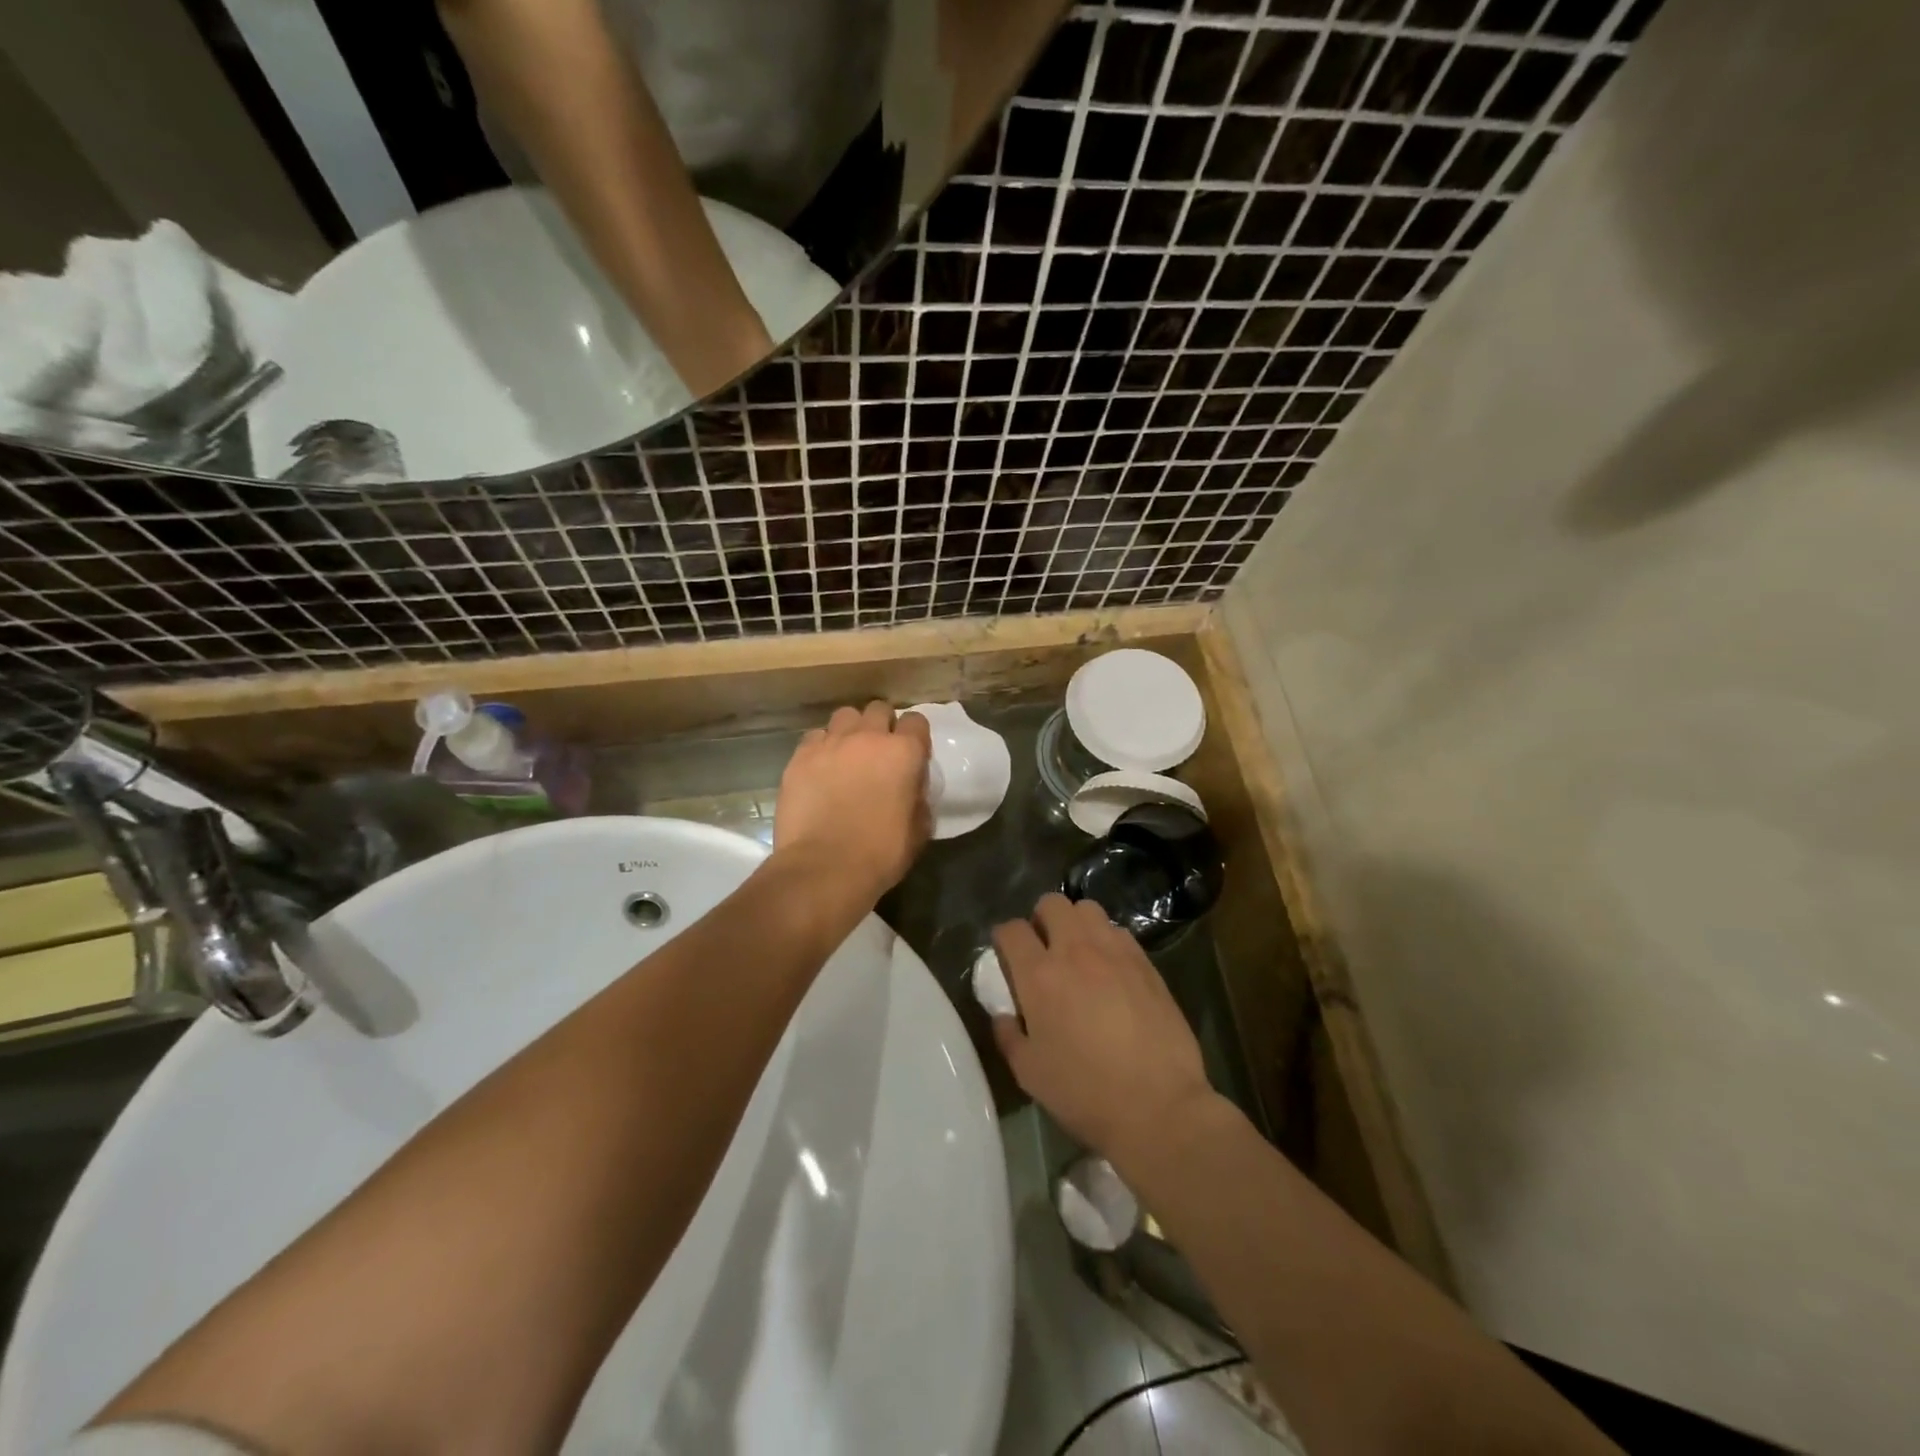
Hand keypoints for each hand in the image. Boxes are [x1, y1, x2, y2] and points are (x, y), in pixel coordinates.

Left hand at [775, 701, 932, 902]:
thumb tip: (912, 790)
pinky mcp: (800, 756)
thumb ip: (919, 799)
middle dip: (882, 726)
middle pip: (878, 709)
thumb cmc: (880, 854)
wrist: (824, 868)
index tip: (911, 756)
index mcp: (904, 753)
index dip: (914, 737)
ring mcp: (831, 743)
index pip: (916, 721)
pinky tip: (820, 769)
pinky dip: (821, 747)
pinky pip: (815, 737)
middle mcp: (868, 737)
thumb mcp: (919, 830)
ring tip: (847, 755)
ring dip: (850, 731)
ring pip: (844, 716)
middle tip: (878, 753)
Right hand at [991, 894, 1216, 1171]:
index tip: (1006, 954)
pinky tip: (1110, 969)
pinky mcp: (1145, 962)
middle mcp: (1075, 951)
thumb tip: (1004, 1014)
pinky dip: (1106, 940)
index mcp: (1040, 976)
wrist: (1159, 1106)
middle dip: (1040, 919)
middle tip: (1043, 949)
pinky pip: (1118, 932)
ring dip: (1075, 923)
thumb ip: (1008, 1035)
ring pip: (1088, 909)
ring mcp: (1114, 952)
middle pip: (1051, 903)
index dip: (1003, 938)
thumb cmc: (1085, 1093)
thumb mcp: (1029, 1073)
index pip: (1011, 930)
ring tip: (1078, 953)